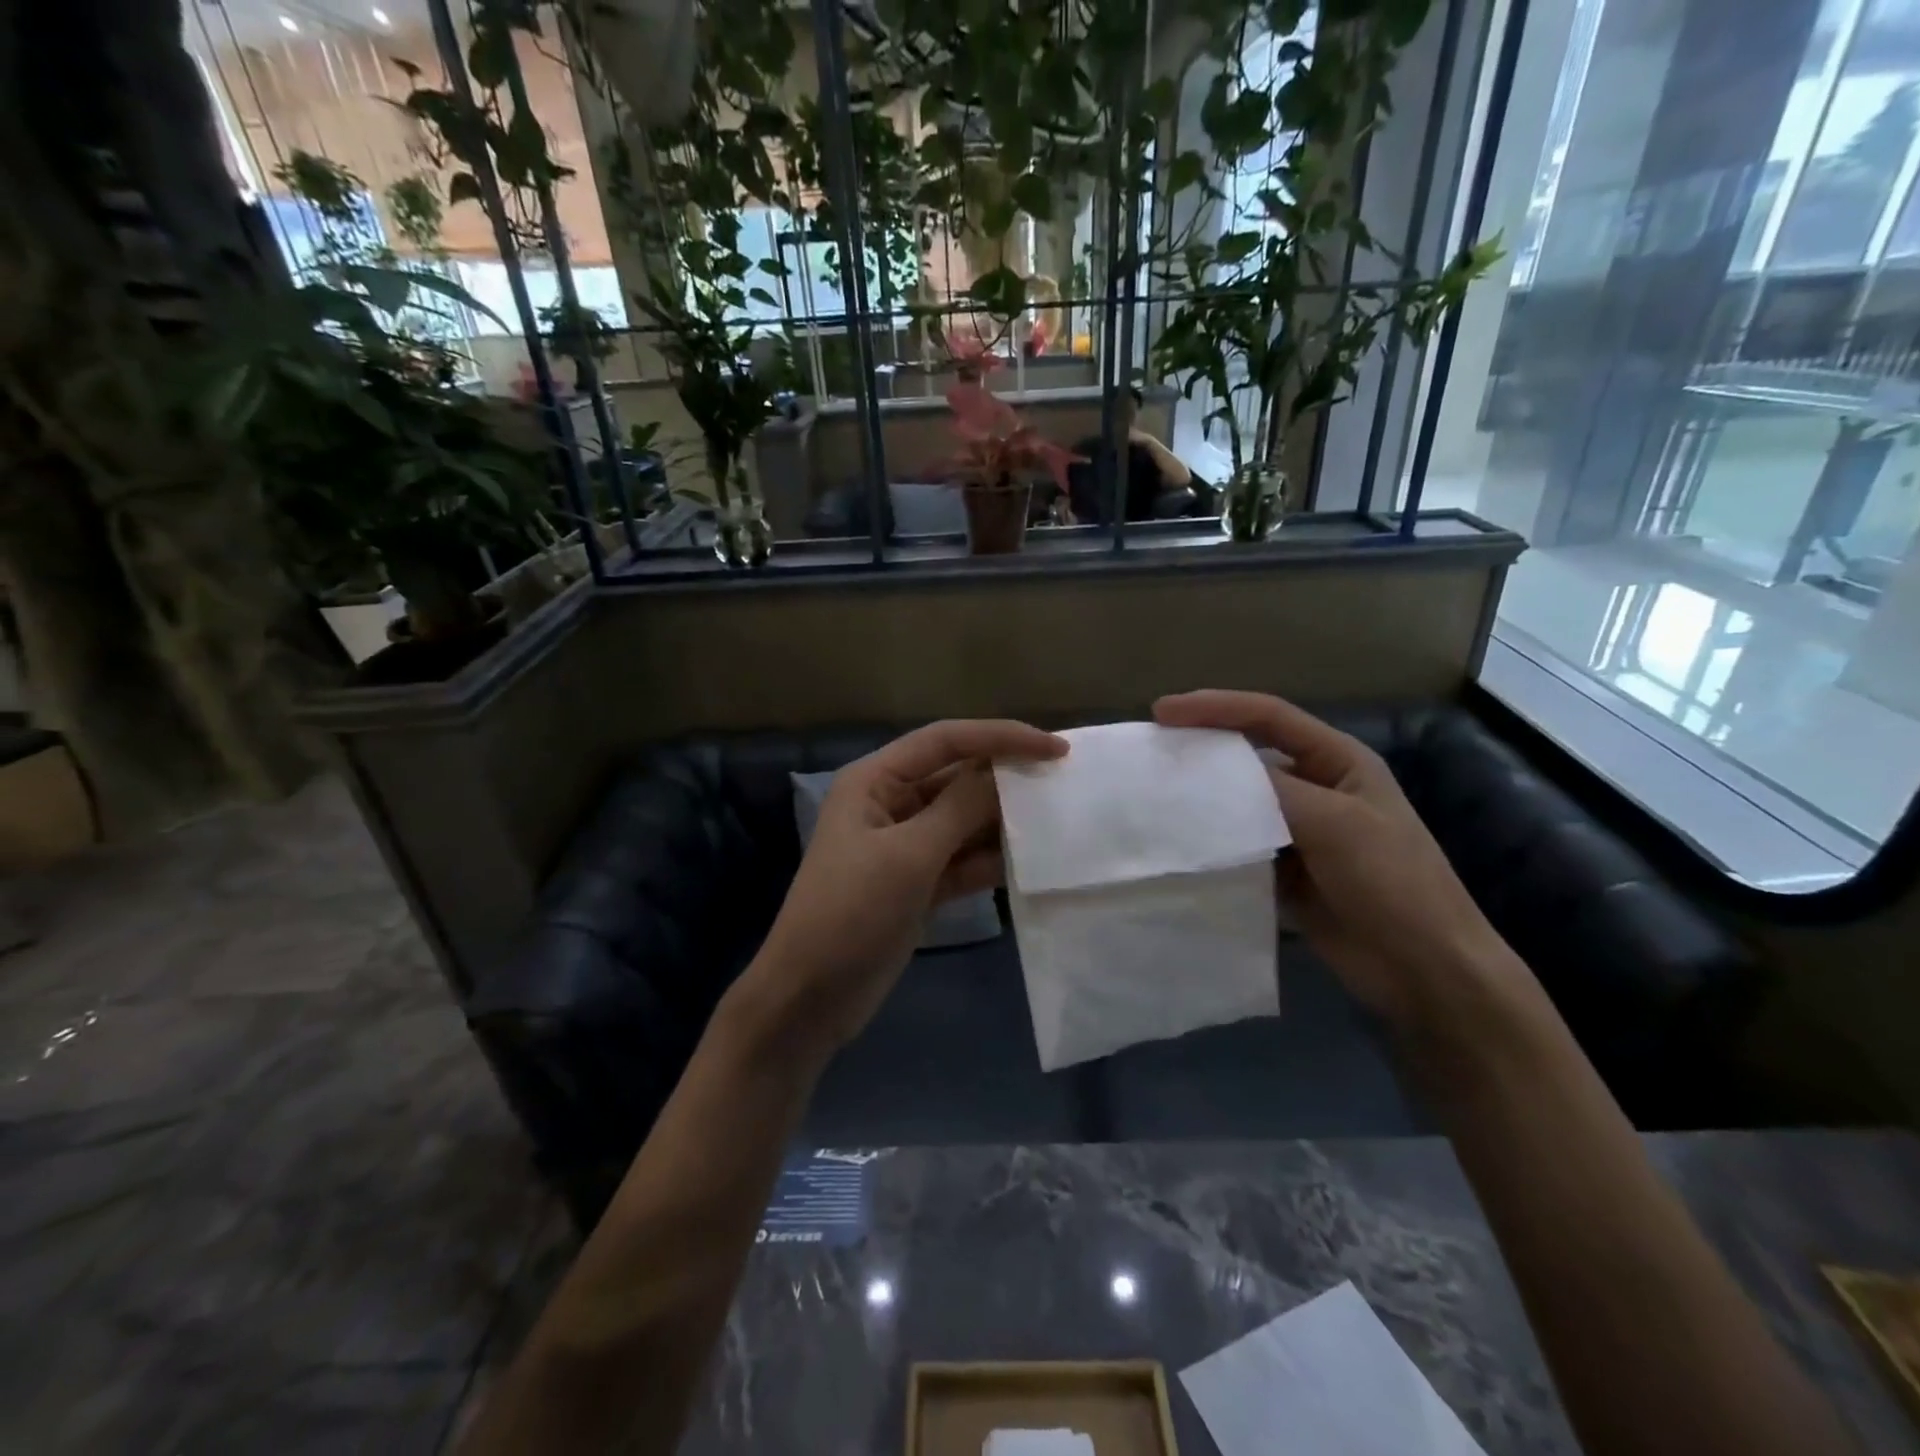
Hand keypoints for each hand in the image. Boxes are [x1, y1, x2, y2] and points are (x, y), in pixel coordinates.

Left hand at [755, 720, 1066, 1050]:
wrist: (810, 997)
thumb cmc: (851, 912)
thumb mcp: (908, 856)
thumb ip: (960, 809)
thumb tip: (1006, 772)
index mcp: (875, 781)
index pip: (945, 741)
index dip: (1000, 737)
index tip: (1055, 749)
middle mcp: (890, 804)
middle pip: (957, 778)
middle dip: (1006, 779)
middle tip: (1064, 783)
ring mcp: (906, 846)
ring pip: (964, 821)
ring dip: (1004, 821)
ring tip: (1059, 820)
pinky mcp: (919, 883)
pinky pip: (963, 860)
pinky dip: (992, 860)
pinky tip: (1031, 862)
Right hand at [1154, 690, 1516, 1032]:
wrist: (1423, 969)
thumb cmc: (1392, 882)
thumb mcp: (1336, 823)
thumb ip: (1272, 791)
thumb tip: (1208, 773)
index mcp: (1338, 761)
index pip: (1269, 716)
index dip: (1215, 707)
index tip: (1162, 712)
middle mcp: (1316, 788)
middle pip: (1248, 755)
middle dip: (1202, 750)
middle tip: (1152, 752)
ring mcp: (1299, 831)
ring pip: (1239, 802)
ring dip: (1202, 798)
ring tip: (1154, 796)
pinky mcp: (1285, 870)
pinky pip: (1239, 844)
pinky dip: (1212, 842)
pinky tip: (1180, 843)